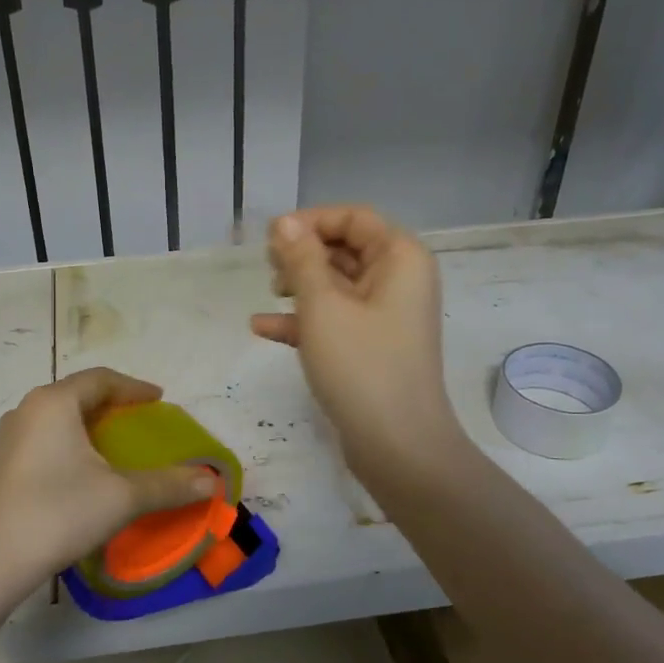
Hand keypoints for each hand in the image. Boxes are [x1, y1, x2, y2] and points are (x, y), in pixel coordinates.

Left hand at [0, 369, 218, 596]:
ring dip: (88, 425)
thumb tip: (212, 483)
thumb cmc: (60, 512)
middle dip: (112, 404)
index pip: (101, 379)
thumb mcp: (123, 497)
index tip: (158, 400)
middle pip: (77, 394)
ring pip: (57, 418)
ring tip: (113, 445)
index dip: (134, 387)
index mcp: (55, 402)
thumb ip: (169, 485)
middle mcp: (27, 410)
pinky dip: (69, 443)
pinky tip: (81, 472)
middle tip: (139, 421)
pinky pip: (43, 439)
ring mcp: (8, 438)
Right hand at [251, 207, 462, 475]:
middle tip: (267, 267)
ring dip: (301, 284)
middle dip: (303, 253)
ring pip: (338, 284)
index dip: (311, 221)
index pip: (354, 218)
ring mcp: (387, 316)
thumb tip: (283, 223)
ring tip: (269, 293)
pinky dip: (304, 320)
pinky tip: (263, 328)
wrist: (398, 445)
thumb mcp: (322, 306)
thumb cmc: (361, 365)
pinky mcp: (372, 346)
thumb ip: (301, 259)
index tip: (271, 239)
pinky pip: (336, 319)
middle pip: (346, 248)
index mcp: (400, 258)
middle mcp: (399, 280)